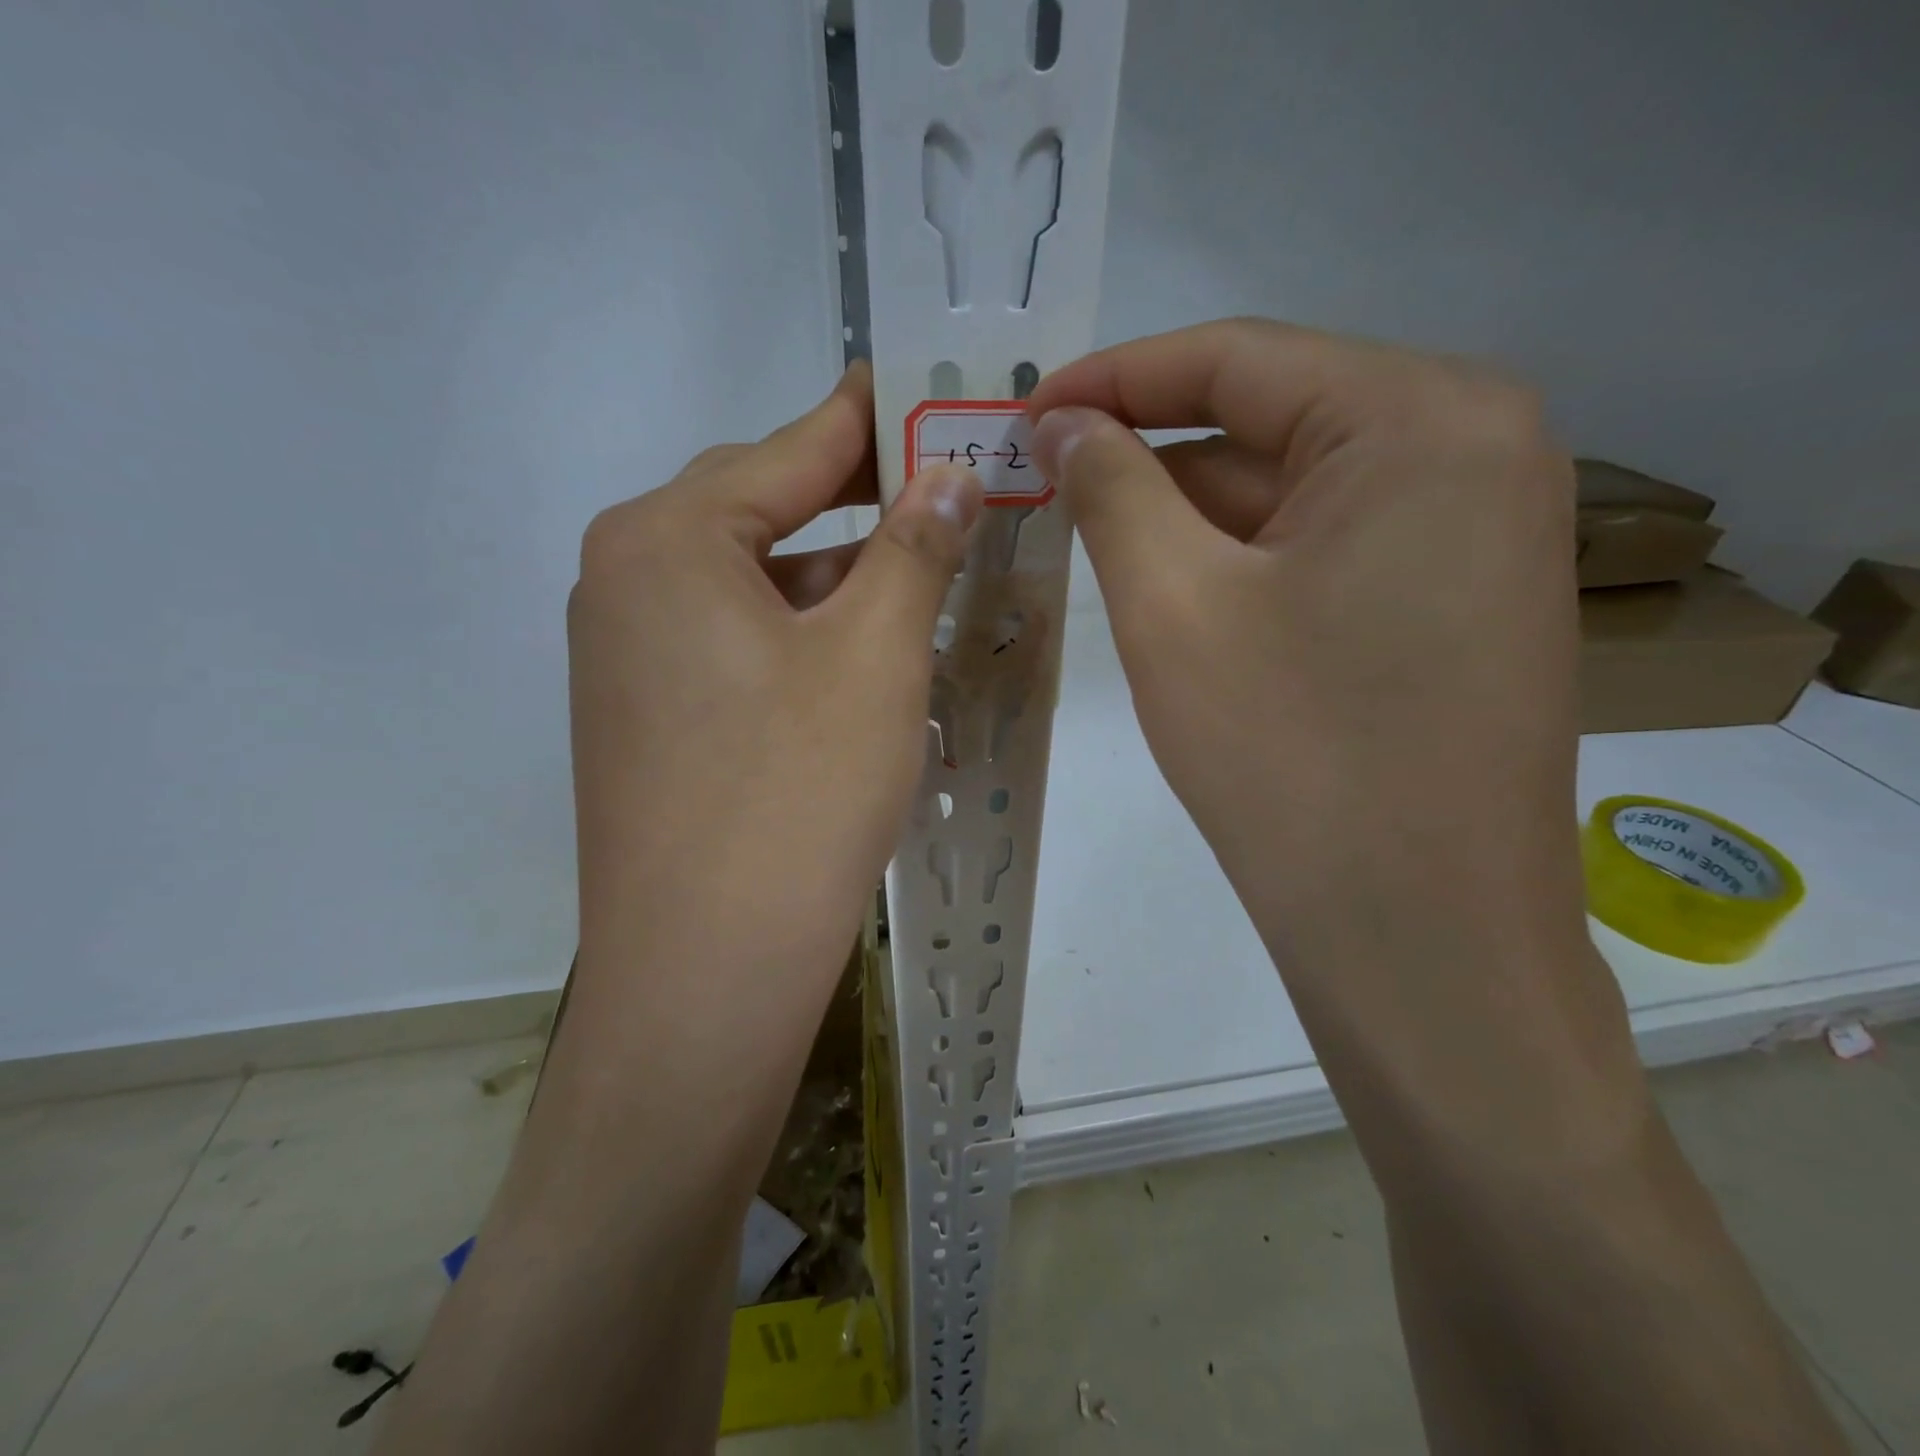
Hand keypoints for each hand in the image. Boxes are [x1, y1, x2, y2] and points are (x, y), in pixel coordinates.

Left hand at [568, 362, 980, 1000]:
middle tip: (942, 485)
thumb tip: (952, 470)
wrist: (708, 967)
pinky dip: (797, 631)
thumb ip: (915, 545)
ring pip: (750, 583)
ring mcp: (625, 654)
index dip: (869, 419)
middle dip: (855, 499)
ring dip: (832, 575)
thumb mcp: (875, 654)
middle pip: (761, 511)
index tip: (924, 387)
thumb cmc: (797, 793)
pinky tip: (857, 652)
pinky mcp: (644, 715)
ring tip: (917, 570)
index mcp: (665, 539)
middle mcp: (624, 580)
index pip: (789, 450)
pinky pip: (732, 640)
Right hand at [1028, 320, 1635, 1154]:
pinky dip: (1240, 558)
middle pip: (1270, 421)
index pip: (1238, 356)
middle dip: (1147, 452)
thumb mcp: (1174, 607)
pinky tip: (1169, 588)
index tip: (1024, 408)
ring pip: (1292, 492)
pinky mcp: (1455, 600)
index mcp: (1425, 418)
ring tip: (1084, 534)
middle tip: (1038, 478)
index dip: (1114, 377)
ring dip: (1188, 513)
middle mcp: (1475, 449)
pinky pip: (1324, 548)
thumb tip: (1063, 422)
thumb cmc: (1294, 760)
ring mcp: (1477, 530)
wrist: (1421, 938)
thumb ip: (1112, 489)